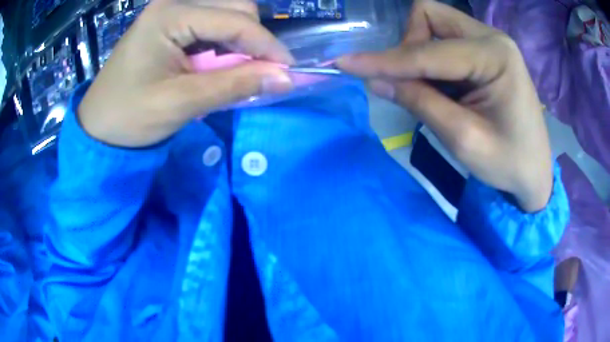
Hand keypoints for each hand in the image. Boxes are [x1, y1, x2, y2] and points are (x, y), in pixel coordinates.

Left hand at [78, 0, 293, 147]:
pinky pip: (210, 21)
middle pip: (235, 6)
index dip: (267, 45)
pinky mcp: (169, 20)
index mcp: (169, 14)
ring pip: (226, 11)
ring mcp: (170, 8)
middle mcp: (172, 1)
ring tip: (237, 68)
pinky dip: (224, 40)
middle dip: (253, 38)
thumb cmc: (130, 117)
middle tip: (258, 71)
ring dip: (240, 38)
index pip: (235, 20)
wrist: (99, 127)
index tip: (289, 71)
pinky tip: (219, 60)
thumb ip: (235, 85)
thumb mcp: (182, 103)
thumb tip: (286, 77)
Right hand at [337, 1, 552, 211]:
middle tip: (413, 84)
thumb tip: (375, 80)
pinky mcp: (486, 49)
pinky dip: (433, 59)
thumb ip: (419, 103)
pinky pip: (445, 38)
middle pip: (429, 16)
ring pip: (434, 23)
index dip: (386, 60)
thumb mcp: (463, 139)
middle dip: (409, 45)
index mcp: (495, 56)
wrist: (535, 172)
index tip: (346, 63)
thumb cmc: (508, 163)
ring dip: (420, 52)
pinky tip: (446, 87)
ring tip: (434, 90)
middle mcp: (492, 36)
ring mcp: (490, 40)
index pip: (428, 51)